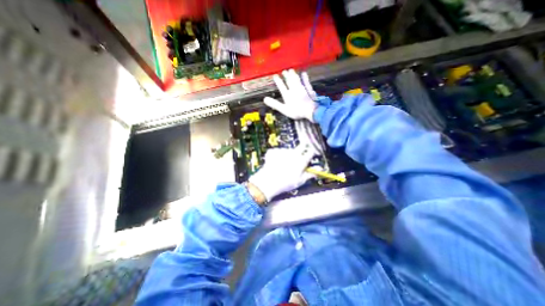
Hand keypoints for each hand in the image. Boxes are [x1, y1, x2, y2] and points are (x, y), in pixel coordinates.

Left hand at [248, 145, 312, 201]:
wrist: (268, 182)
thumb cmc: (286, 183)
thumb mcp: (300, 180)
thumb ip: (311, 173)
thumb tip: (320, 169)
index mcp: (301, 160)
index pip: (310, 152)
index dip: (311, 153)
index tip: (310, 156)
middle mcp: (293, 153)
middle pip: (301, 146)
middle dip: (302, 149)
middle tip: (298, 157)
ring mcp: (282, 151)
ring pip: (289, 150)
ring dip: (288, 154)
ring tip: (284, 165)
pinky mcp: (274, 151)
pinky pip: (278, 151)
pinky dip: (278, 156)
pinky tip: (275, 163)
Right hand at [266, 70, 319, 121]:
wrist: (310, 110)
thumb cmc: (296, 111)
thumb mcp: (284, 109)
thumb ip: (275, 104)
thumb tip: (265, 99)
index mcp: (287, 95)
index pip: (281, 86)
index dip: (278, 81)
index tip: (275, 76)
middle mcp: (294, 89)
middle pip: (289, 81)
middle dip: (286, 76)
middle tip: (284, 71)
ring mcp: (302, 89)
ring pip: (296, 80)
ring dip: (293, 75)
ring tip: (291, 70)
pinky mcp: (308, 90)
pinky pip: (305, 82)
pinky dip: (304, 77)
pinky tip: (304, 73)